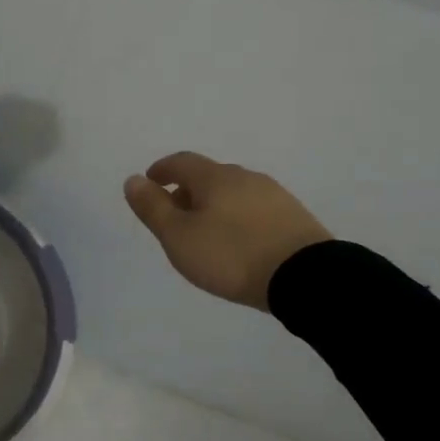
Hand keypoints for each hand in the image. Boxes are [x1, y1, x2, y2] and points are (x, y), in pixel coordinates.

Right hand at [123, 152, 331, 311]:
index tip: (150, 181)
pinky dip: (238, 217)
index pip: (181, 162)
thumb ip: (153, 207)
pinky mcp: (295, 218)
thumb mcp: (178, 235)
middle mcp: (245, 178)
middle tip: (174, 214)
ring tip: (205, 232)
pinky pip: (255, 209)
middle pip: (209, 176)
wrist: (306, 278)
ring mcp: (274, 196)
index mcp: (214, 177)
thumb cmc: (231, 254)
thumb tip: (133, 180)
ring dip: (214, 205)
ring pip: (234, 192)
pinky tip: (238, 241)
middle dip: (188, 190)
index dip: (162, 170)